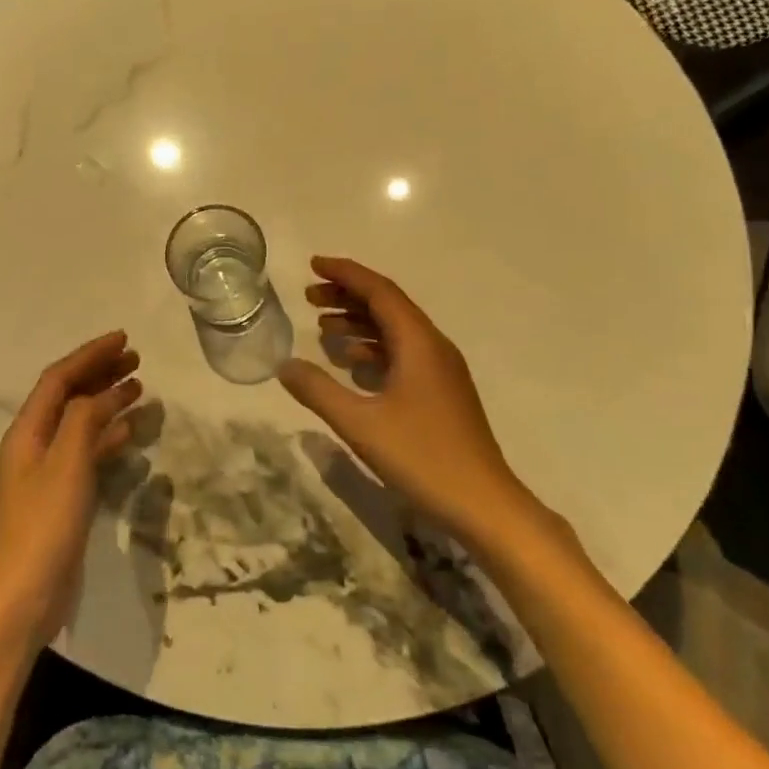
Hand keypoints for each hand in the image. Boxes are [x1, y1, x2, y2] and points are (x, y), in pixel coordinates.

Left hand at [0, 331, 142, 647]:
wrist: (23, 598)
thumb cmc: (43, 526)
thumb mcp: (66, 465)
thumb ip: (84, 422)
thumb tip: (105, 392)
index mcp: (27, 431)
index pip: (59, 379)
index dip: (90, 355)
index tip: (124, 340)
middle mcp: (34, 445)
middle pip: (68, 396)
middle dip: (100, 373)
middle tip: (137, 361)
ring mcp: (47, 472)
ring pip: (80, 423)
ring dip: (107, 402)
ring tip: (140, 388)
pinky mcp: (61, 497)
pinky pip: (87, 452)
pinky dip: (108, 436)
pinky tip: (130, 433)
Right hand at [278, 257, 543, 539]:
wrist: (484, 504)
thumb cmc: (422, 457)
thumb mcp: (360, 424)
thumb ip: (318, 391)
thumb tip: (284, 365)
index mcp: (418, 343)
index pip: (380, 292)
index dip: (346, 274)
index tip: (314, 264)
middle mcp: (433, 347)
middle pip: (388, 306)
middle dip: (348, 295)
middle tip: (309, 296)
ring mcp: (440, 370)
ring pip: (395, 330)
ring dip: (359, 322)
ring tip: (322, 327)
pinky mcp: (441, 392)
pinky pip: (402, 354)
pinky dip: (373, 348)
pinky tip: (350, 363)